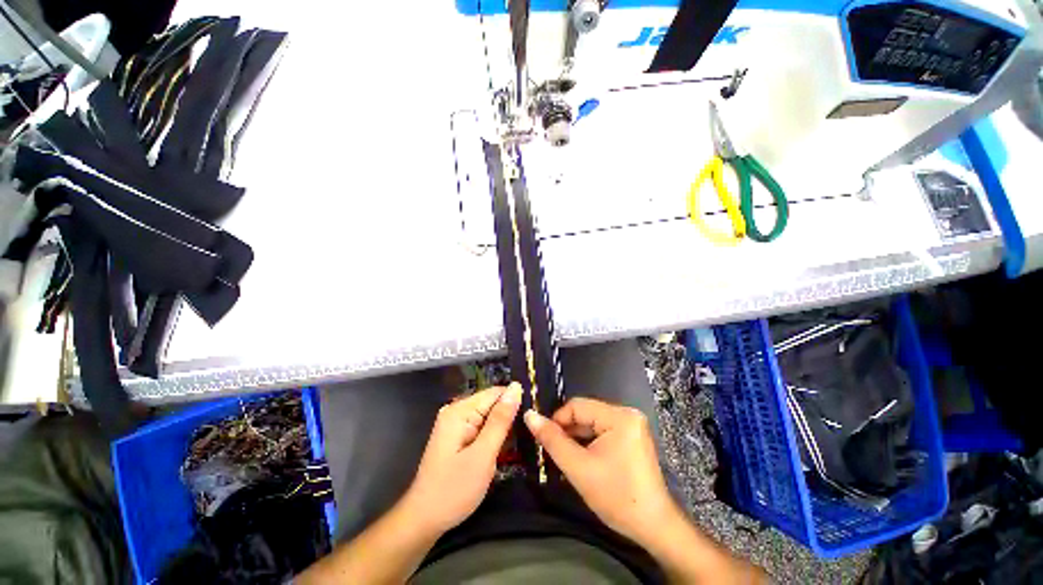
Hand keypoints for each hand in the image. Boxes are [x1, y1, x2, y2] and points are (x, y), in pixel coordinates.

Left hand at [402, 383, 521, 532]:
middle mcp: (456, 411)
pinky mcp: (457, 436)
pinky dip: (492, 438)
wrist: (424, 520)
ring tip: (511, 449)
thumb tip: (516, 387)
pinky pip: (481, 428)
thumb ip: (501, 420)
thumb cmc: (454, 490)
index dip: (514, 403)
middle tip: (522, 441)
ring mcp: (455, 424)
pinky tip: (498, 453)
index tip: (530, 421)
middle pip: (492, 404)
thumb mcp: (483, 454)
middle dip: (507, 420)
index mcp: (460, 410)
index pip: (496, 393)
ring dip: (501, 431)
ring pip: (489, 417)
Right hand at [524, 398, 675, 546]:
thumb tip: (529, 415)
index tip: (545, 439)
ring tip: (567, 457)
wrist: (654, 527)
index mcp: (619, 416)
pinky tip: (583, 458)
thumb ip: (552, 440)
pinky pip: (603, 431)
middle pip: (586, 413)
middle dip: (568, 431)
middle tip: (555, 452)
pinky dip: (590, 442)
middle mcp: (628, 414)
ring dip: (578, 438)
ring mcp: (632, 425)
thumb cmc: (616, 497)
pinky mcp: (633, 436)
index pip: (577, 406)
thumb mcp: (579, 468)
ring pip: (593, 423)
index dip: (557, 420)